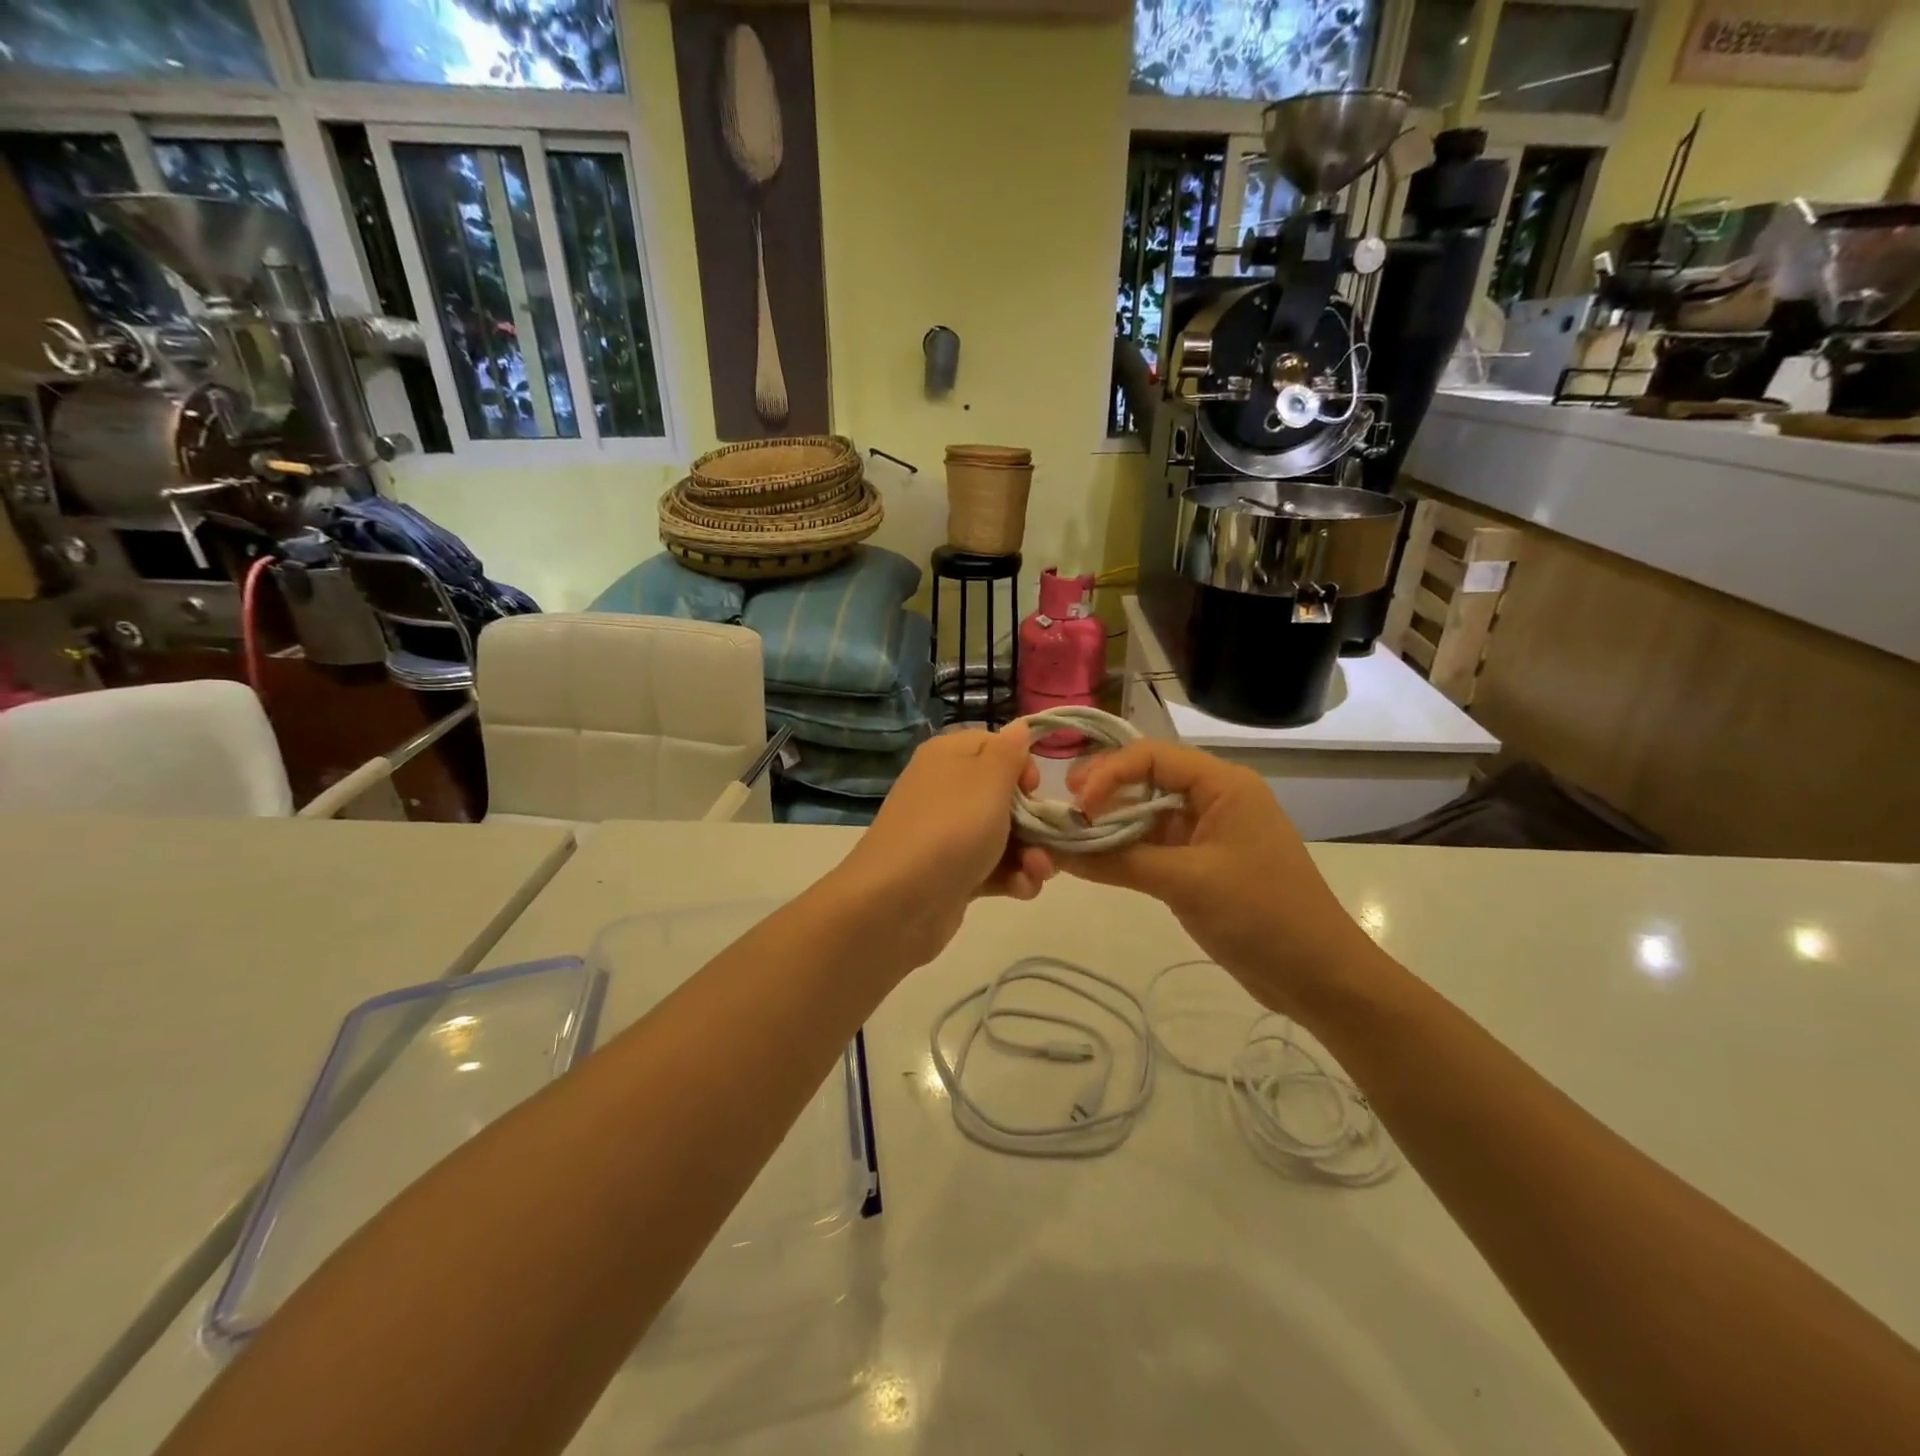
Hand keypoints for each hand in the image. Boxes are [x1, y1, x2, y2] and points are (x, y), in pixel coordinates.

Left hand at [829, 726, 1054, 964]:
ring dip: (1031, 853)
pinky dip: (1012, 877)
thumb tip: (1019, 726)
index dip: (1022, 765)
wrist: (897, 902)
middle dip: (1034, 819)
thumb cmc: (951, 829)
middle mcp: (946, 789)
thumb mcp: (989, 780)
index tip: (1033, 789)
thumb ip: (1009, 752)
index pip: (995, 745)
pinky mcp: (952, 873)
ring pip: (1004, 835)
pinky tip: (1022, 890)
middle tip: (1047, 839)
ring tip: (1037, 872)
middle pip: (1005, 795)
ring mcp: (947, 833)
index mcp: (949, 756)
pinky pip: (992, 867)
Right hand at [1063, 739, 1379, 1018]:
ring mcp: (1206, 833)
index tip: (1077, 803)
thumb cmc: (1262, 915)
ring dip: (1109, 824)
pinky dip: (1123, 851)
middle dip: (1103, 793)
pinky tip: (1091, 860)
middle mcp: (1214, 798)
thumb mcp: (1188, 882)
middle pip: (1146, 779)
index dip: (1109, 772)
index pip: (1152, 756)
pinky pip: (1153, 846)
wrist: (1319, 977)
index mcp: (1223, 785)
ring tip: (1068, 836)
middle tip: (1062, 811)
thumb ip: (1119, 862)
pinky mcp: (1200, 864)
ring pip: (1146, 814)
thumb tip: (1055, 851)